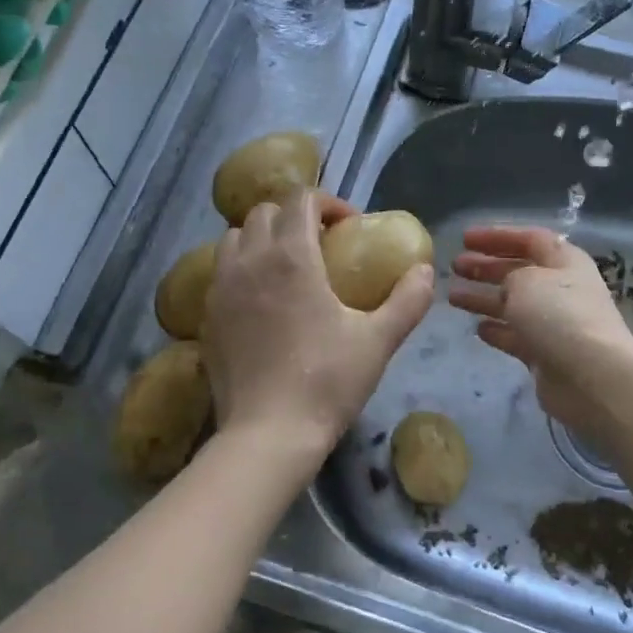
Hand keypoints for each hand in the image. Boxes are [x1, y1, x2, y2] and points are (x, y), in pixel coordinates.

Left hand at [202, 189, 435, 463]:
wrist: (269, 434)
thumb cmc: (328, 382)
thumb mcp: (379, 340)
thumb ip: (407, 300)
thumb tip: (425, 271)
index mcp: (292, 257)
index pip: (301, 199)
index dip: (327, 202)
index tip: (348, 226)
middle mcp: (250, 262)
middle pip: (264, 212)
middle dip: (293, 217)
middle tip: (319, 244)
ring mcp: (221, 289)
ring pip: (235, 239)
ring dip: (262, 239)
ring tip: (286, 267)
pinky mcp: (206, 317)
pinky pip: (220, 274)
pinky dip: (241, 270)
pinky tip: (262, 302)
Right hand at [449, 225, 632, 440]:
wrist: (590, 376)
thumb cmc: (558, 315)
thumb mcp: (526, 281)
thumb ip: (509, 276)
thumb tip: (507, 288)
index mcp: (563, 261)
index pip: (529, 239)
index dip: (496, 236)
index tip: (464, 238)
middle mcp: (560, 289)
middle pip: (519, 271)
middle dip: (486, 266)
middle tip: (455, 266)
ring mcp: (554, 323)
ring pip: (512, 304)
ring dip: (483, 298)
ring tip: (452, 297)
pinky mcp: (546, 354)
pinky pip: (516, 336)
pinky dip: (497, 330)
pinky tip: (477, 328)